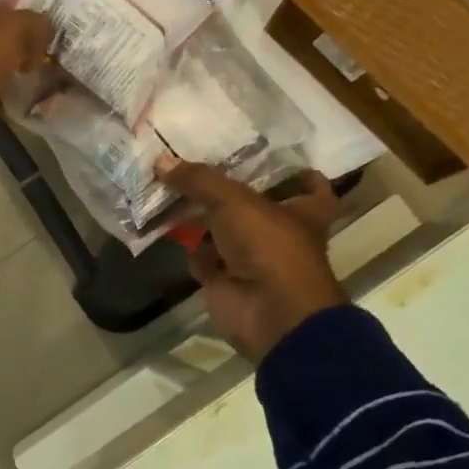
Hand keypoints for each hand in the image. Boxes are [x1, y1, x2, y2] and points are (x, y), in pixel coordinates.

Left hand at [0, 0, 52, 161]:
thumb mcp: (12, 29)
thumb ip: (35, 22)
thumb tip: (46, 31)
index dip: (21, 6)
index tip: (47, 18)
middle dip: (22, 42)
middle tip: (51, 48)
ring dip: (17, 71)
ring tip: (48, 74)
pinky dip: (9, 97)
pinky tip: (33, 97)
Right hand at [160, 161, 347, 364]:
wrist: (268, 313)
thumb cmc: (269, 247)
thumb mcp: (233, 201)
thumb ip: (198, 179)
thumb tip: (160, 160)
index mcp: (302, 210)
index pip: (308, 184)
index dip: (293, 170)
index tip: (268, 154)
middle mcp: (279, 231)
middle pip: (251, 203)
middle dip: (224, 188)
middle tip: (194, 162)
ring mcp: (251, 256)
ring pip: (222, 228)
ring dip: (198, 214)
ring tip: (168, 186)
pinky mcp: (225, 278)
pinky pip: (202, 255)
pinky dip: (187, 245)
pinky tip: (163, 223)